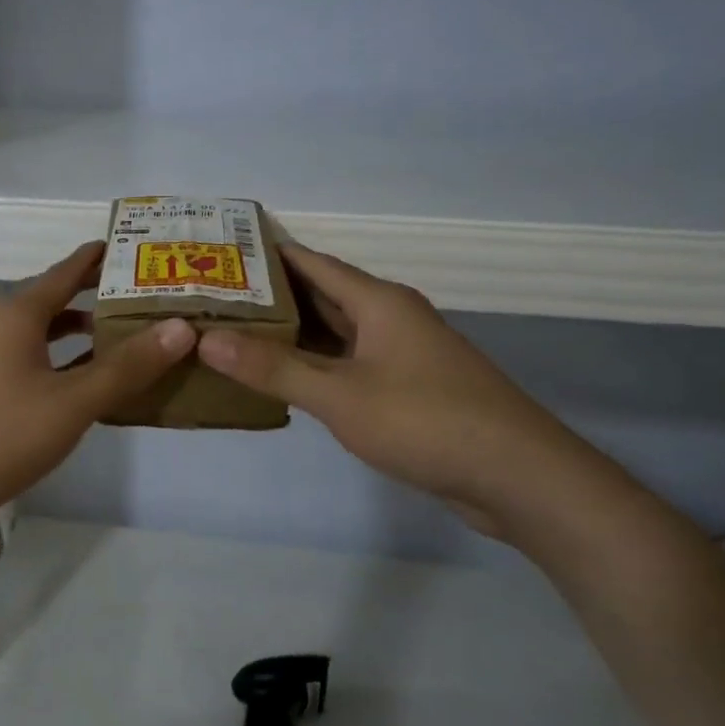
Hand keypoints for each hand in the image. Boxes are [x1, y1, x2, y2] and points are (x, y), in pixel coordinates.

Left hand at [0, 242, 196, 557]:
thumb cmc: (1, 436)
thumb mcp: (73, 401)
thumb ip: (127, 366)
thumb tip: (181, 327)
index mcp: (18, 315)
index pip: (67, 270)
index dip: (102, 257)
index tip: (142, 246)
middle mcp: (1, 329)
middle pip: (58, 300)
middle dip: (101, 297)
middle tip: (151, 296)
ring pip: (46, 336)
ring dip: (85, 335)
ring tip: (131, 338)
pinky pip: (37, 365)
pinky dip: (67, 365)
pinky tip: (94, 384)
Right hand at [195, 243, 596, 535]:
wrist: (517, 476)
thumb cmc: (425, 421)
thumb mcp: (340, 395)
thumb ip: (274, 368)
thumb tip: (207, 340)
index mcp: (379, 302)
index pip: (313, 263)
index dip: (269, 253)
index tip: (222, 249)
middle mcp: (391, 318)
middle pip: (322, 296)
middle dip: (271, 296)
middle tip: (215, 297)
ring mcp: (402, 354)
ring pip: (336, 333)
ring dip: (292, 333)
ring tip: (235, 333)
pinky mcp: (408, 388)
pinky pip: (349, 364)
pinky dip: (315, 365)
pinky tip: (283, 378)